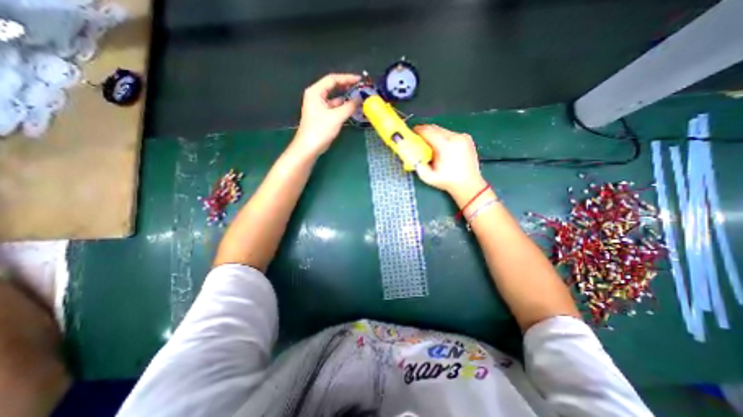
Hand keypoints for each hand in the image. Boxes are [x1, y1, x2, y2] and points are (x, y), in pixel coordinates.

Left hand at [291, 71, 361, 155]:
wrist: (309, 147)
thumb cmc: (320, 130)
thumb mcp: (336, 117)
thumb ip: (349, 106)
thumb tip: (360, 98)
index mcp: (315, 92)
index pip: (333, 79)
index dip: (347, 78)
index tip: (360, 80)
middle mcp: (316, 96)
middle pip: (333, 87)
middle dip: (347, 87)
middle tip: (361, 88)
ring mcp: (319, 106)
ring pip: (334, 98)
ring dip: (346, 98)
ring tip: (359, 98)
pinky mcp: (322, 116)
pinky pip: (334, 108)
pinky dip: (343, 107)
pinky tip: (352, 109)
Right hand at [412, 125, 488, 199]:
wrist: (469, 184)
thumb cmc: (448, 181)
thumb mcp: (428, 177)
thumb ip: (417, 164)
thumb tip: (410, 153)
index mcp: (446, 146)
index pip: (428, 131)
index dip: (417, 130)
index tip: (411, 133)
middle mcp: (455, 138)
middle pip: (435, 128)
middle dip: (424, 132)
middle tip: (418, 139)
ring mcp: (463, 137)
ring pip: (442, 130)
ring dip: (434, 135)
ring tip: (430, 145)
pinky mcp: (466, 138)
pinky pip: (450, 133)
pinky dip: (442, 137)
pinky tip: (441, 148)